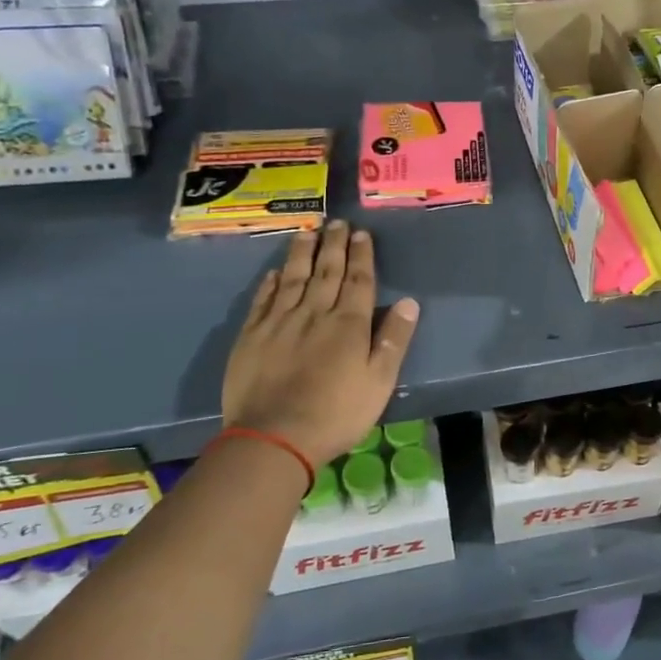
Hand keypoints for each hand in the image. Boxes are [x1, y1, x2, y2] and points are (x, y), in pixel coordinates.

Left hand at [221, 223, 421, 468]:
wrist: (273, 437)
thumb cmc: (336, 414)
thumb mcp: (379, 382)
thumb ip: (393, 340)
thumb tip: (408, 302)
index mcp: (348, 324)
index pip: (358, 281)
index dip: (361, 256)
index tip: (360, 234)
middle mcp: (314, 313)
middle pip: (326, 272)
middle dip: (334, 245)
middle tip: (336, 222)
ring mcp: (279, 322)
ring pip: (293, 278)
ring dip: (302, 254)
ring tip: (307, 231)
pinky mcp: (251, 336)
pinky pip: (263, 300)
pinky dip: (271, 283)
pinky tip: (275, 272)